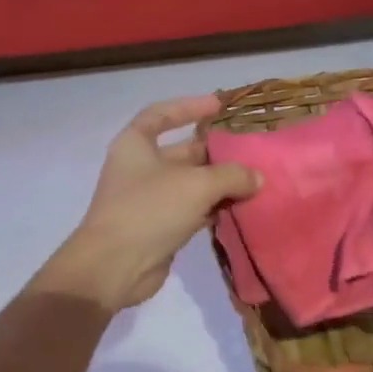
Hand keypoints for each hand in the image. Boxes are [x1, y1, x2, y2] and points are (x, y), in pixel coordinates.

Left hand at [34, 96, 262, 310]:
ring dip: (220, 184)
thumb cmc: (150, 210)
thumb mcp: (196, 184)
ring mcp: (149, 199)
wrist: (115, 266)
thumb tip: (257, 178)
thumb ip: (231, 175)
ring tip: (256, 181)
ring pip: (191, 184)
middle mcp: (140, 168)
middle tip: (252, 152)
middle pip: (183, 152)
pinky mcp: (159, 227)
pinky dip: (214, 208)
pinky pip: (192, 210)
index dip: (189, 106)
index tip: (219, 106)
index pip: (161, 114)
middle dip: (216, 152)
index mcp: (135, 144)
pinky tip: (241, 208)